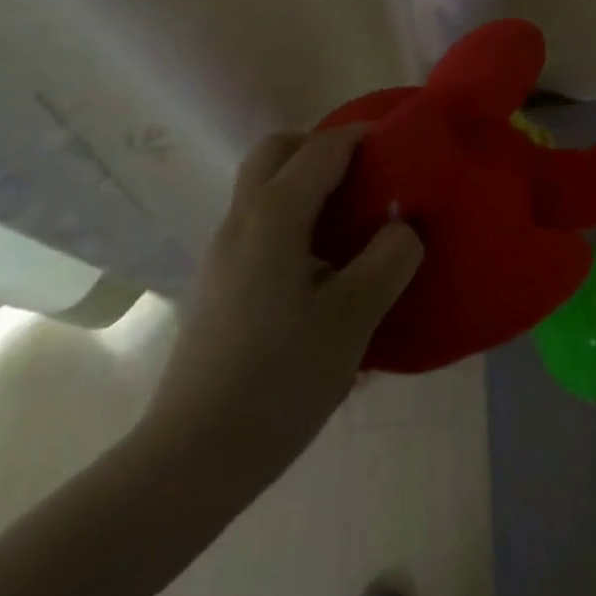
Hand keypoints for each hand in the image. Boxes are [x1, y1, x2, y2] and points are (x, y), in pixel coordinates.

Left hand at [133, 126, 423, 507]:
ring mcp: (223, 254)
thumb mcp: (354, 316)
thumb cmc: (280, 378)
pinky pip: (260, 225)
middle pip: (277, 152)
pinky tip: (324, 268)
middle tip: (366, 176)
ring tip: (354, 221)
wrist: (192, 459)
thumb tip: (403, 225)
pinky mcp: (219, 286)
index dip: (362, 135)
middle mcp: (241, 221)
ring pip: (264, 188)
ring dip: (307, 183)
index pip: (322, 148)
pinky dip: (294, 218)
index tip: (401, 141)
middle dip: (322, 148)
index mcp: (274, 216)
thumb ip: (390, 257)